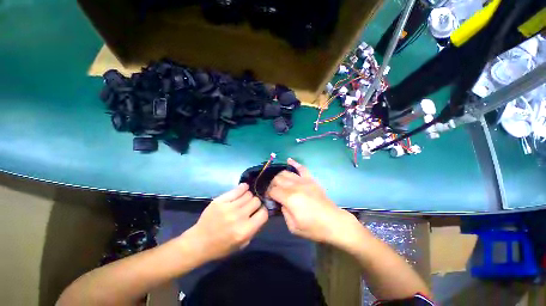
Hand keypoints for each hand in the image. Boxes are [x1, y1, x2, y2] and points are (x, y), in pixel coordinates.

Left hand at [183, 183, 267, 262]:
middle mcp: (238, 217)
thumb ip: (254, 229)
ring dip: (249, 196)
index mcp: (245, 231)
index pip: (264, 213)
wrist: (199, 242)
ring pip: (248, 194)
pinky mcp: (220, 200)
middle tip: (251, 206)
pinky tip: (243, 189)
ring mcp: (229, 207)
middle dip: (256, 203)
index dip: (263, 211)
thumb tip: (260, 213)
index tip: (260, 211)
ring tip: (245, 200)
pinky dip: (242, 188)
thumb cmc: (221, 247)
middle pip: (256, 201)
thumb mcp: (242, 244)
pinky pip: (237, 189)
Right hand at [267, 158, 358, 244]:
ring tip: (279, 183)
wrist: (333, 222)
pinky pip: (302, 168)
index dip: (269, 194)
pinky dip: (295, 163)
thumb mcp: (293, 227)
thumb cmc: (313, 227)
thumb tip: (281, 202)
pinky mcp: (311, 180)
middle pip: (277, 179)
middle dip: (272, 185)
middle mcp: (295, 186)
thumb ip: (284, 212)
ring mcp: (304, 181)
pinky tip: (289, 160)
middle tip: (273, 192)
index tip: (269, 199)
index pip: (273, 190)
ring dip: (279, 177)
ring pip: (286, 172)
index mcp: (290, 198)